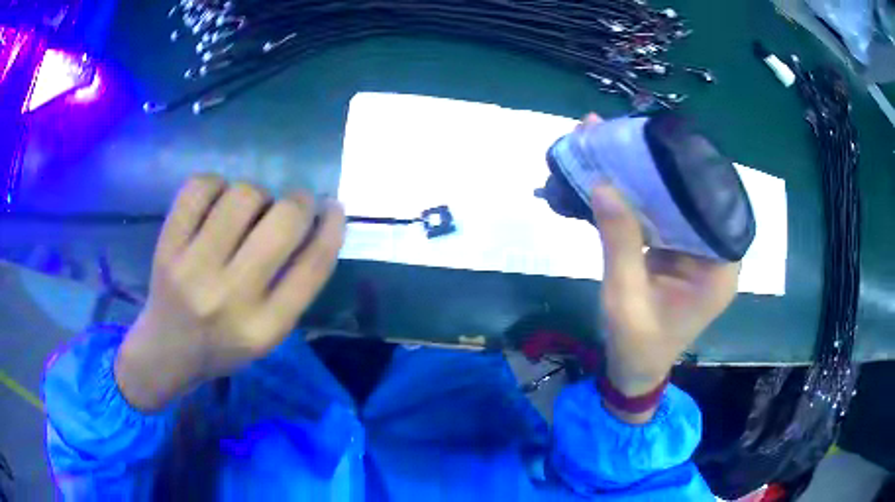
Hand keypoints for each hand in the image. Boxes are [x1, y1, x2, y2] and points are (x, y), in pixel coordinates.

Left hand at [115, 175, 345, 410]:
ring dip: (256, 195)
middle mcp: (229, 297)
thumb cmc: (224, 344)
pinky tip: (216, 202)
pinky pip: (200, 188)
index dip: (332, 226)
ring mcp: (192, 269)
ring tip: (248, 211)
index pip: (312, 266)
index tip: (333, 207)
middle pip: (282, 222)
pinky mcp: (167, 247)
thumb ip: (295, 285)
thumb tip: (317, 220)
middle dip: (299, 201)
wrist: (168, 350)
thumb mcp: (269, 333)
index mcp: (264, 327)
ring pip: (243, 195)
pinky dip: (216, 185)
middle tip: (294, 203)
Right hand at [584, 114, 739, 419]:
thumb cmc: (636, 344)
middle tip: (630, 134)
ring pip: (676, 203)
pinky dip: (640, 196)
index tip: (660, 141)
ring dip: (646, 176)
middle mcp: (715, 253)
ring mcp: (696, 251)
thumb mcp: (625, 297)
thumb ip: (620, 241)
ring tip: (617, 143)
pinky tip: (617, 174)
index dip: (691, 170)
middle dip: (661, 166)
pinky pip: (663, 216)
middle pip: (695, 199)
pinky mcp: (678, 250)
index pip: (716, 206)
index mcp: (719, 268)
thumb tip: (603, 184)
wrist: (633, 371)